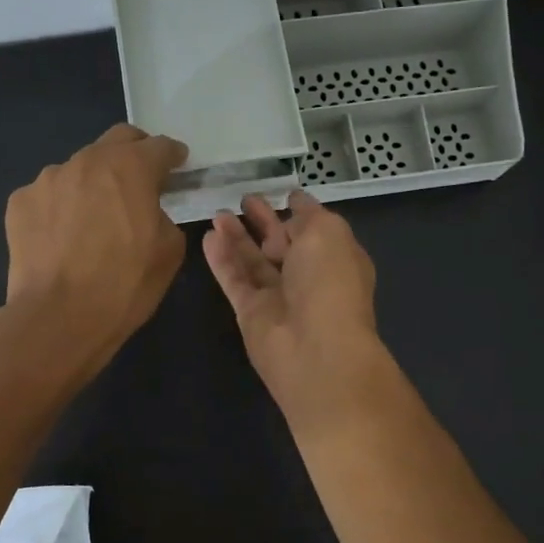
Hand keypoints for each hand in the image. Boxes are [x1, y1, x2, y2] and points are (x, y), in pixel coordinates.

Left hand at [0, 124, 188, 380]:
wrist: (58, 318)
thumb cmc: (124, 286)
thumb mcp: (169, 252)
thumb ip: (163, 217)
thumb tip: (149, 213)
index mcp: (130, 168)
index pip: (159, 146)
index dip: (173, 154)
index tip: (178, 164)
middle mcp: (86, 161)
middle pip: (116, 141)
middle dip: (133, 154)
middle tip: (140, 180)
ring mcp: (47, 180)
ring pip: (79, 169)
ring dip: (93, 184)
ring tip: (94, 219)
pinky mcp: (19, 203)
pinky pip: (49, 196)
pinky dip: (61, 207)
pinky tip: (63, 238)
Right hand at [203, 191, 388, 429]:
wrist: (315, 349)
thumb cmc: (330, 283)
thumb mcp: (328, 232)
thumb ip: (308, 216)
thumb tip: (293, 210)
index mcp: (336, 258)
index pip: (316, 230)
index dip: (300, 211)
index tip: (282, 193)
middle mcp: (309, 278)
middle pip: (282, 245)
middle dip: (264, 221)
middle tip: (243, 199)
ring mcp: (279, 297)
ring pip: (254, 262)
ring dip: (237, 237)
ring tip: (217, 213)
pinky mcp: (251, 313)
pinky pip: (235, 280)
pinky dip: (222, 259)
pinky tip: (208, 237)